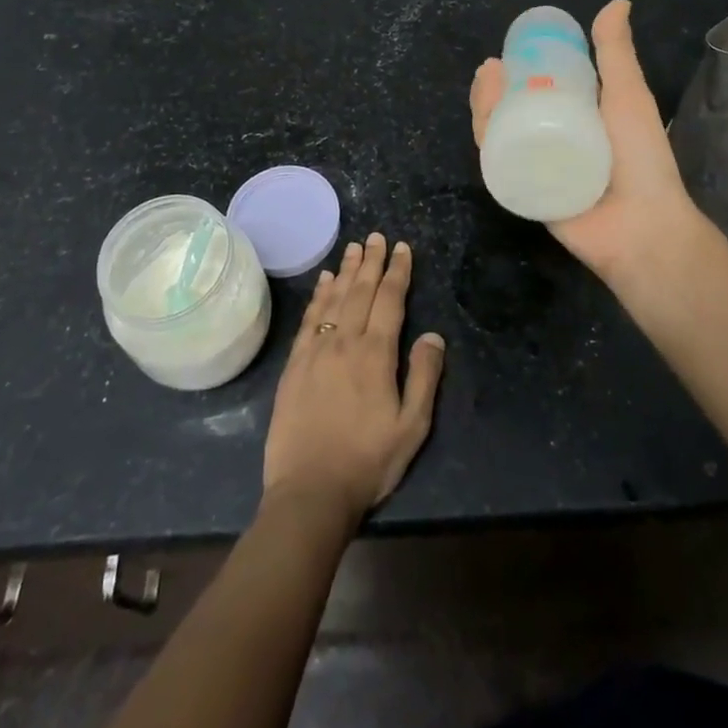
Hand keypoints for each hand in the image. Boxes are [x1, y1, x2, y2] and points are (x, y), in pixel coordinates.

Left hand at [262, 233, 445, 528]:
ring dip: (347, 271)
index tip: (402, 248)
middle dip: (371, 262)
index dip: (398, 272)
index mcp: (376, 354)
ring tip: (354, 248)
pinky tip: (325, 282)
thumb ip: (423, 377)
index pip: (390, 300)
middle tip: (377, 237)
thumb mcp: (412, 427)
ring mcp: (316, 351)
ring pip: (334, 299)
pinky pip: (310, 319)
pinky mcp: (295, 364)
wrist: (310, 491)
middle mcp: (345, 342)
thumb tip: (433, 335)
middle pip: (361, 291)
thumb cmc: (367, 461)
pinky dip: (319, 296)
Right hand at [470, 0, 711, 283]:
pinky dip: (486, 142)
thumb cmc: (641, 158)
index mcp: (576, 119)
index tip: (506, 54)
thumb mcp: (628, 96)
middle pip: (511, 110)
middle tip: (490, 70)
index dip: (517, 71)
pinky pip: (499, 165)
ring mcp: (537, 168)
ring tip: (485, 86)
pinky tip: (482, 122)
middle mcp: (553, 140)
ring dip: (485, 108)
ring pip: (500, 134)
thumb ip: (617, 54)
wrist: (642, 226)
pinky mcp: (524, 192)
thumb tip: (617, 2)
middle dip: (493, 88)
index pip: (537, 89)